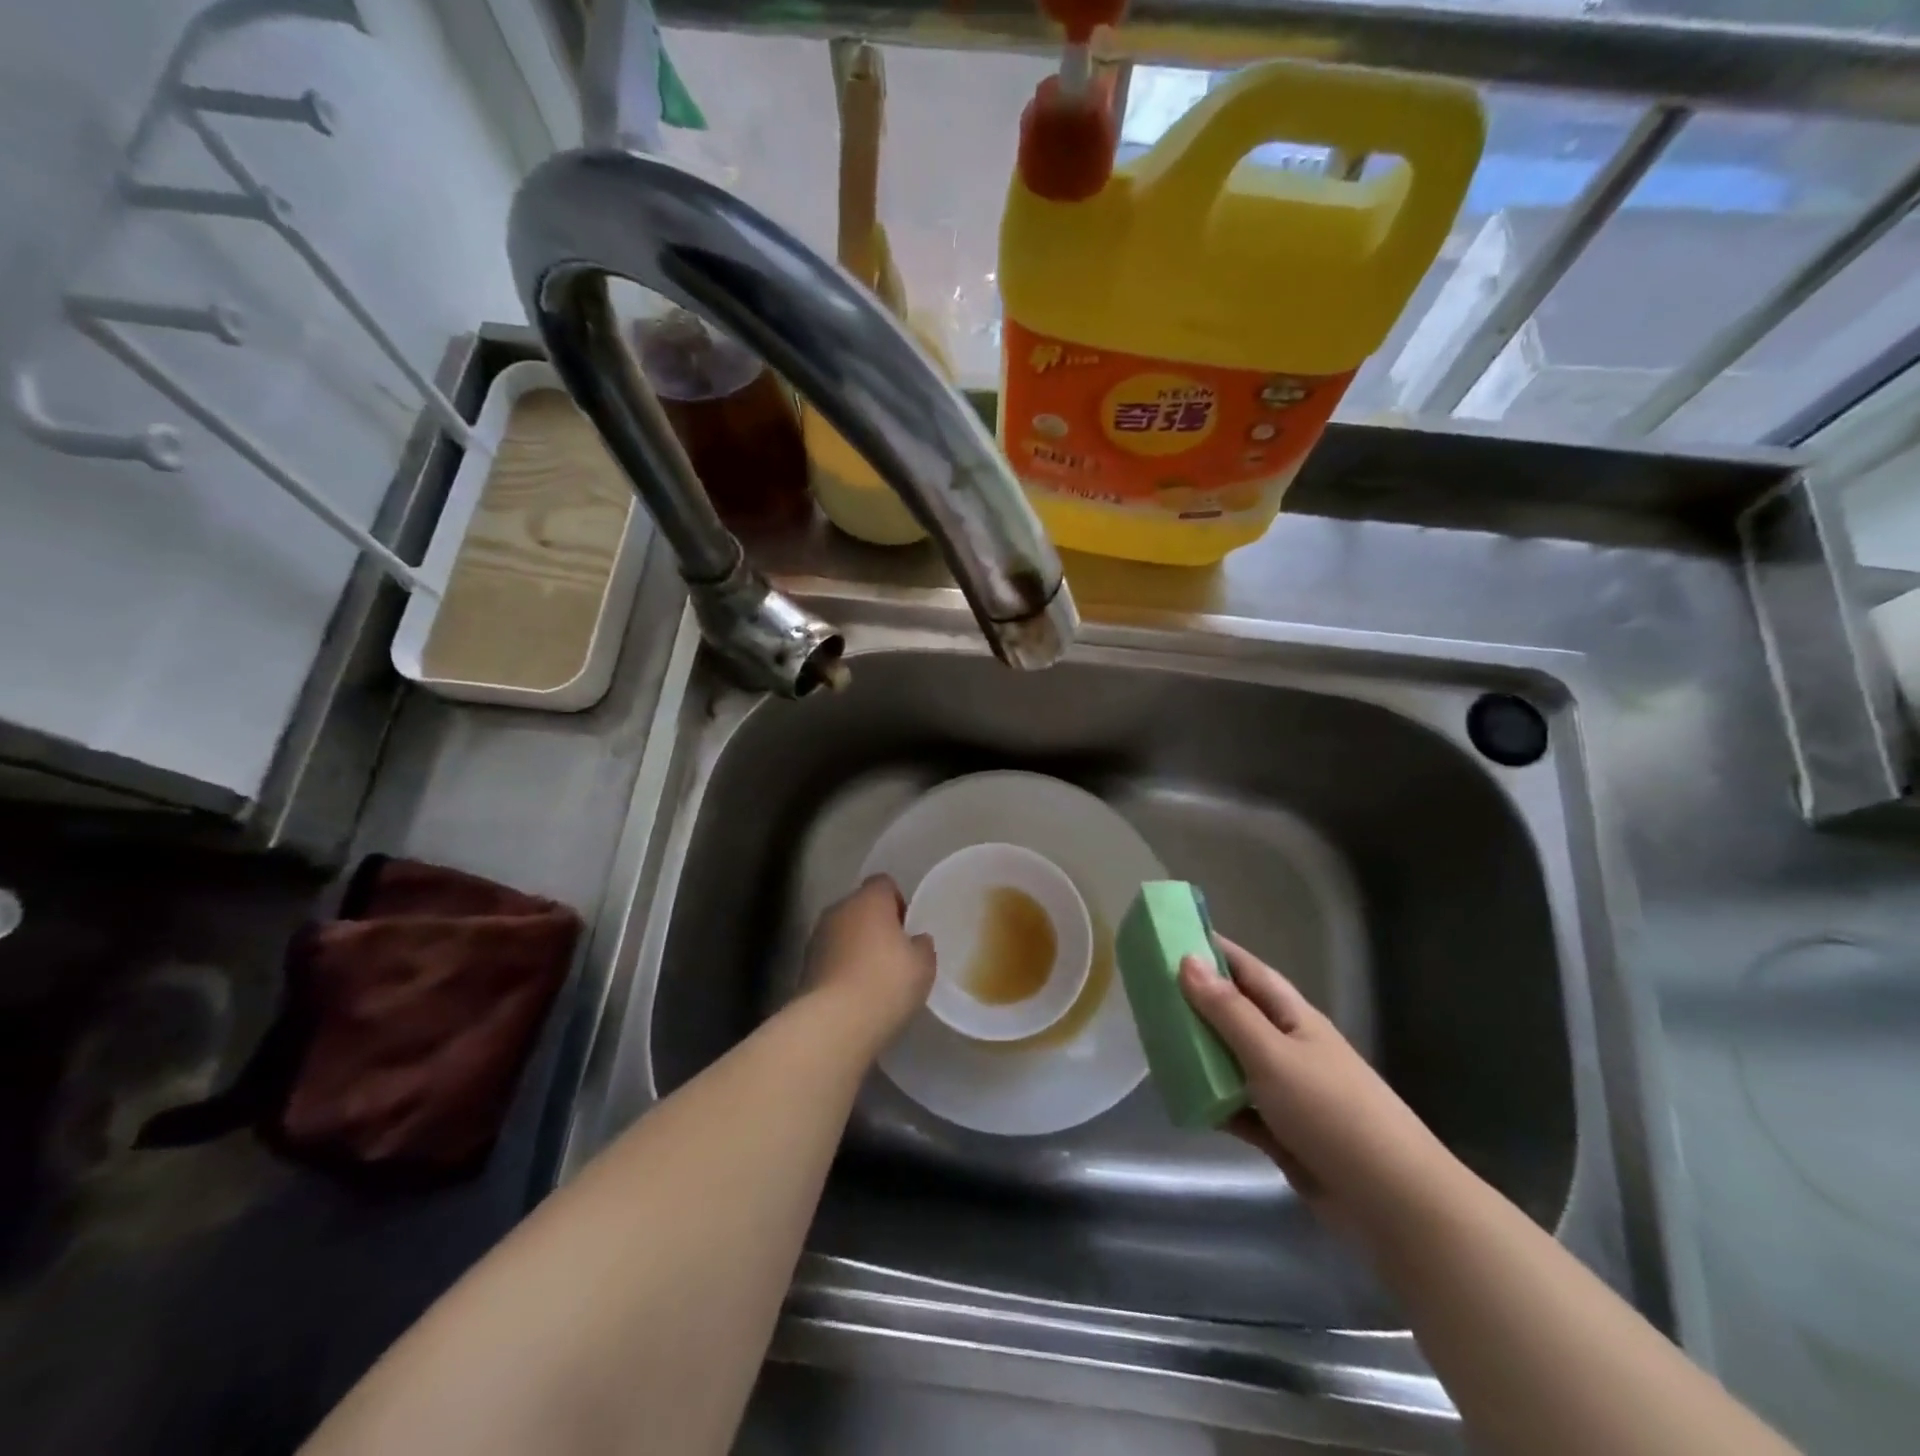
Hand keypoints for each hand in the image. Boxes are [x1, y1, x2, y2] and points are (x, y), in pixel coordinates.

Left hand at [802, 876, 935, 1052]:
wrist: (834, 1023)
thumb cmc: (887, 983)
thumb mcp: (923, 965)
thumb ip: (922, 945)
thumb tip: (915, 940)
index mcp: (869, 900)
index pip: (883, 883)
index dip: (897, 901)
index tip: (906, 928)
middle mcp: (839, 910)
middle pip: (860, 906)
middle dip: (875, 924)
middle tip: (894, 953)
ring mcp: (817, 937)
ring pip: (843, 932)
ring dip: (856, 946)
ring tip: (874, 977)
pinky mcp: (804, 966)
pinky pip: (831, 957)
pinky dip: (842, 967)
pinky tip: (855, 993)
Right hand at [1181, 935, 1456, 1241]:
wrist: (1392, 1203)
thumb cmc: (1332, 1112)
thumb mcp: (1273, 1054)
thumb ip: (1227, 1011)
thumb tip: (1187, 960)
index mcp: (1293, 1017)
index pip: (1247, 970)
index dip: (1213, 950)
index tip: (1171, 936)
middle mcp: (1288, 1047)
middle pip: (1235, 1015)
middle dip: (1195, 1003)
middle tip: (1147, 992)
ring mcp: (1286, 1091)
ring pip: (1231, 1062)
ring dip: (1199, 1054)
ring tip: (1154, 1042)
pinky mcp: (1281, 1132)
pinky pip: (1236, 1108)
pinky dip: (1211, 1103)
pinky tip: (1181, 1099)